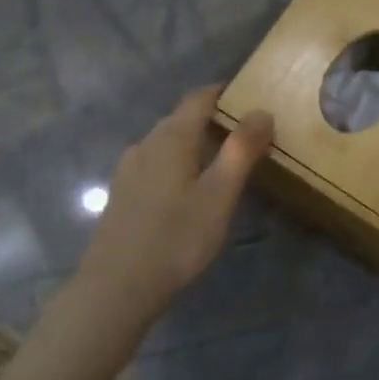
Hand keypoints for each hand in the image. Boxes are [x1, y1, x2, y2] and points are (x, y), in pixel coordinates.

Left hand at [74, 86, 273, 323]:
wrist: (117, 286)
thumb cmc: (176, 239)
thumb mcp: (219, 195)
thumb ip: (241, 151)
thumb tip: (261, 111)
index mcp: (171, 138)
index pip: (198, 98)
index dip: (224, 93)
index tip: (249, 99)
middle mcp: (146, 144)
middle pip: (181, 119)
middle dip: (212, 120)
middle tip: (245, 137)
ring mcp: (128, 169)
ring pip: (166, 143)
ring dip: (193, 144)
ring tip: (220, 165)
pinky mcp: (121, 193)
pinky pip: (154, 164)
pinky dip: (176, 165)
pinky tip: (186, 191)